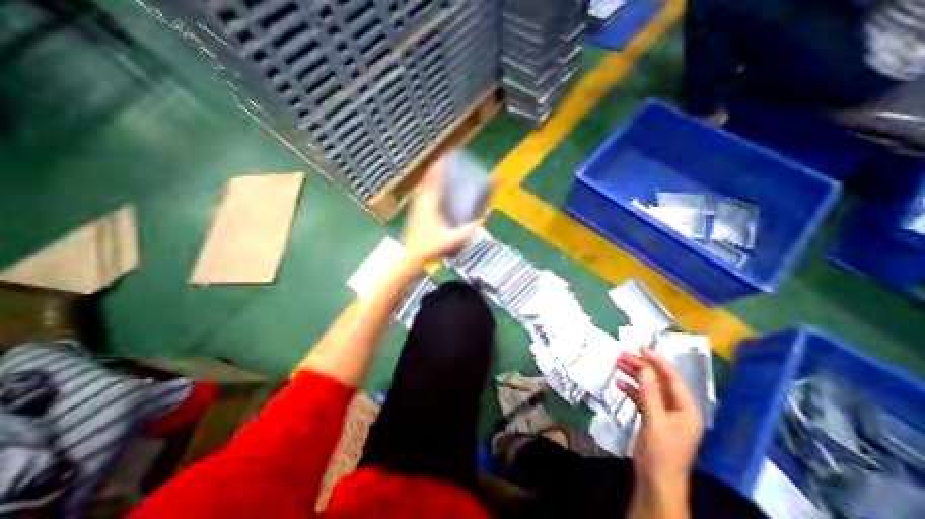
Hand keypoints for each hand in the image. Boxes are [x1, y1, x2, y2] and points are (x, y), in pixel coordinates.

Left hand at [401, 157, 480, 270]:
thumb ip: (465, 232)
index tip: (446, 157)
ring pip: (424, 186)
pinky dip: (428, 187)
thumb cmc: (430, 248)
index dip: (440, 168)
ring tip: (441, 173)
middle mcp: (421, 202)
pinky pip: (422, 193)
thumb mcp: (451, 241)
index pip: (434, 181)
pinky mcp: (415, 212)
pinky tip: (434, 190)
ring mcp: (416, 206)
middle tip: (447, 162)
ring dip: (432, 177)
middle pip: (428, 180)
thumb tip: (478, 222)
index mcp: (430, 205)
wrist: (412, 256)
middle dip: (437, 169)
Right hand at [617, 348, 706, 495]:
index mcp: (685, 408)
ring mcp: (663, 412)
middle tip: (621, 355)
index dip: (657, 360)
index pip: (672, 377)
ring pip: (648, 386)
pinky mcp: (651, 417)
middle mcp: (676, 407)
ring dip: (633, 375)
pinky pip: (641, 397)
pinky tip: (617, 383)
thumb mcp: (655, 419)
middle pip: (657, 380)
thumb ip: (649, 392)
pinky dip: (630, 389)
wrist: (656, 481)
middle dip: (640, 366)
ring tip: (616, 364)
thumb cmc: (661, 451)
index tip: (640, 347)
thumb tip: (643, 367)